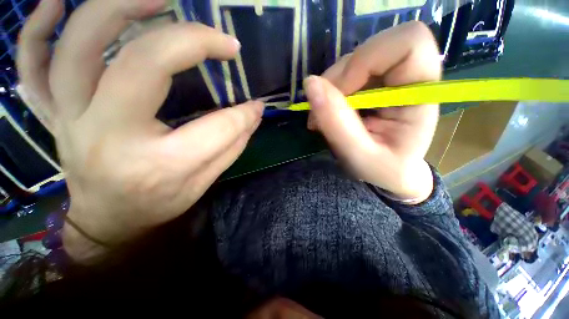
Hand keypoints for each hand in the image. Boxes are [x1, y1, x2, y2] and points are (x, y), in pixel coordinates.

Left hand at [18, 0, 263, 260]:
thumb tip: (254, 112)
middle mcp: (109, 136)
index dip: (243, 113)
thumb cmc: (160, 204)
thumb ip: (233, 144)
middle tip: (218, 37)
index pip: (217, 127)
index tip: (256, 104)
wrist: (109, 221)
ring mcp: (70, 120)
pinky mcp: (52, 115)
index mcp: (160, 164)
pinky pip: (30, 64)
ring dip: (117, 9)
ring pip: (78, 47)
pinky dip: (38, 28)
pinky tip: (57, 2)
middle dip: (188, 40)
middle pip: (142, 64)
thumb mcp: (205, 181)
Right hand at [304, 22, 440, 202]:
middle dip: (339, 78)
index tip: (343, 93)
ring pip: (352, 60)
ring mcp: (389, 78)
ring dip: (329, 88)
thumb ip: (336, 123)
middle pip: (372, 48)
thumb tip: (310, 84)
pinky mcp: (372, 83)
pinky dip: (328, 91)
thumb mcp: (358, 155)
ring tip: (321, 118)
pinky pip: (344, 73)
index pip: (409, 42)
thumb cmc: (383, 169)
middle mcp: (409, 77)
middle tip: (323, 111)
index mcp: (420, 93)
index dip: (368, 59)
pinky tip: (326, 112)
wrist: (389, 172)